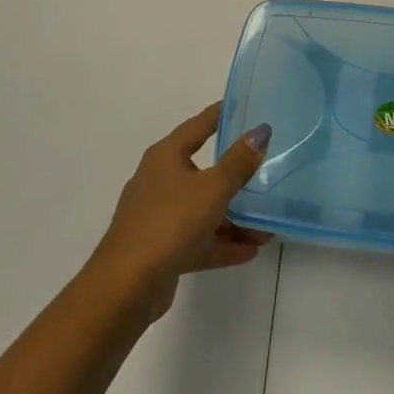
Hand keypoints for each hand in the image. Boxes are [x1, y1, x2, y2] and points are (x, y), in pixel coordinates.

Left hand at [89, 104, 272, 322]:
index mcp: (166, 157)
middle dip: (237, 179)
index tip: (244, 105)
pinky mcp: (162, 249)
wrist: (126, 287)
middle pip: (204, 172)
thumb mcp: (212, 188)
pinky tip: (251, 250)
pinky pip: (199, 239)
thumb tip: (260, 131)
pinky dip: (222, 243)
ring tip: (267, 228)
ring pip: (204, 210)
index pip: (198, 126)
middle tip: (267, 173)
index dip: (220, 115)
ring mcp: (159, 217)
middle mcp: (160, 181)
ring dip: (235, 218)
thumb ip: (239, 162)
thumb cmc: (170, 222)